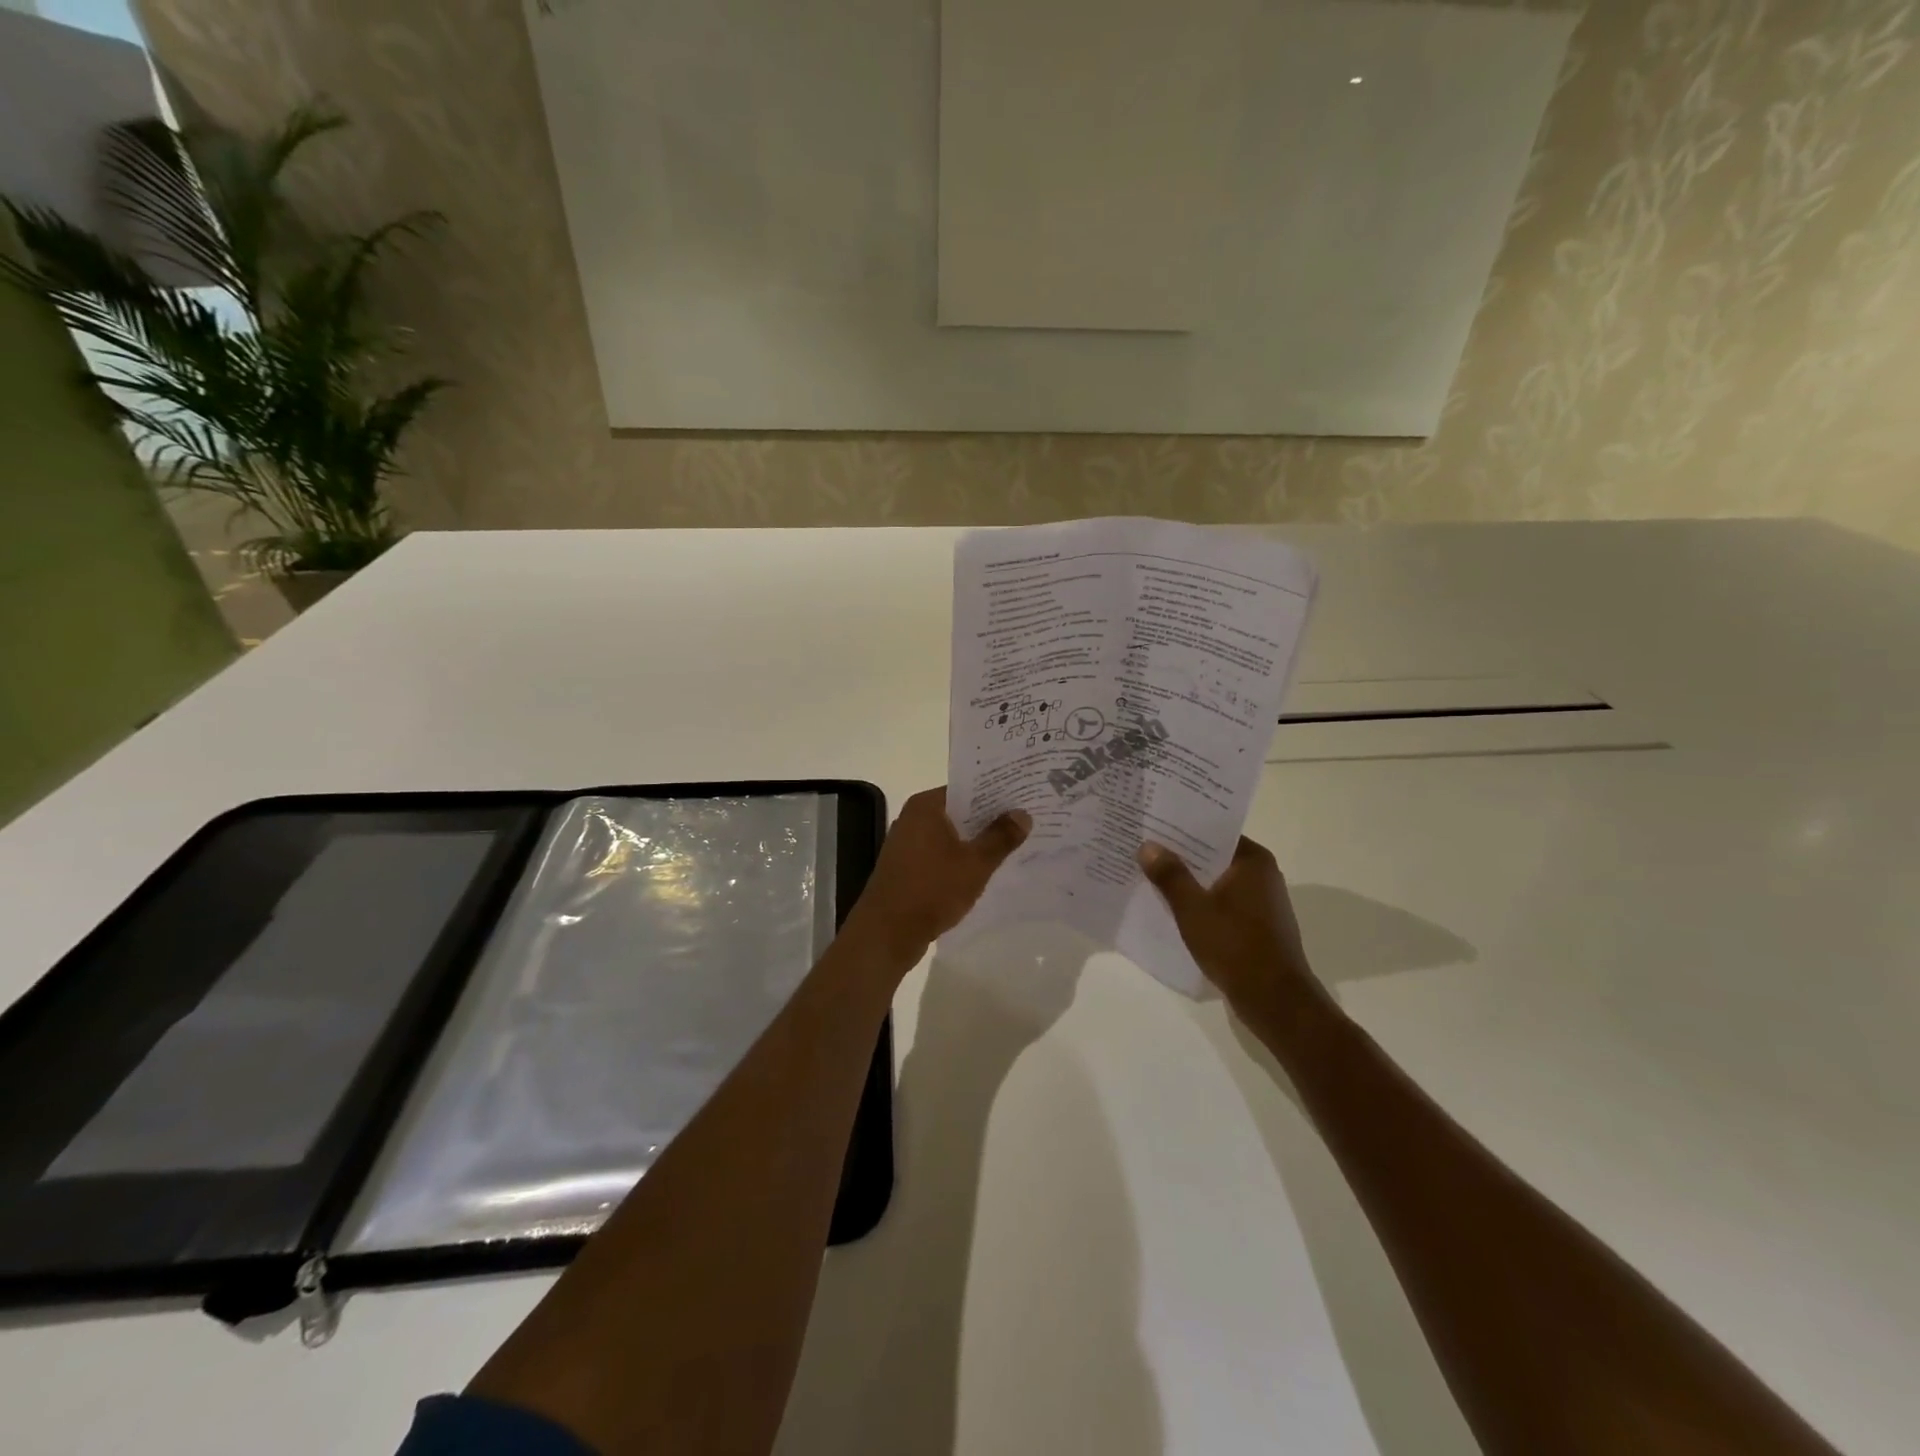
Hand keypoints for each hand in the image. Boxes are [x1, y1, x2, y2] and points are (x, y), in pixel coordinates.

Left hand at [844, 788, 1030, 966]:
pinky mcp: (907, 867)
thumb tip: (1023, 814)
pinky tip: (984, 869)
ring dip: (976, 840)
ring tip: (1013, 844)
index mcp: (926, 806)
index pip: (967, 788)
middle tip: (1027, 820)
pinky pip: (941, 854)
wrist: (886, 934)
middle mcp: (913, 818)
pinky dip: (961, 858)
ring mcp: (907, 844)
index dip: (996, 792)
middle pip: (959, 810)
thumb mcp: (975, 864)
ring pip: (951, 835)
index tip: (1023, 796)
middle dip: (990, 818)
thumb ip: (1000, 837)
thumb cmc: (932, 890)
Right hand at [1137, 836, 1318, 1018]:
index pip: (1213, 831)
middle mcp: (1262, 875)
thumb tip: (1148, 846)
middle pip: (1213, 856)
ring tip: (1151, 876)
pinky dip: (1201, 902)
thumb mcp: (1193, 908)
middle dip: (1180, 855)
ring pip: (1217, 881)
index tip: (1152, 825)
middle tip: (1143, 849)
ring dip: (1189, 881)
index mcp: (1252, 861)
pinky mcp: (1258, 926)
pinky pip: (1222, 903)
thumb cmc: (1234, 946)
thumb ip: (1170, 875)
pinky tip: (1173, 908)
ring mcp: (1262, 902)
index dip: (1182, 828)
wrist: (1275, 1000)